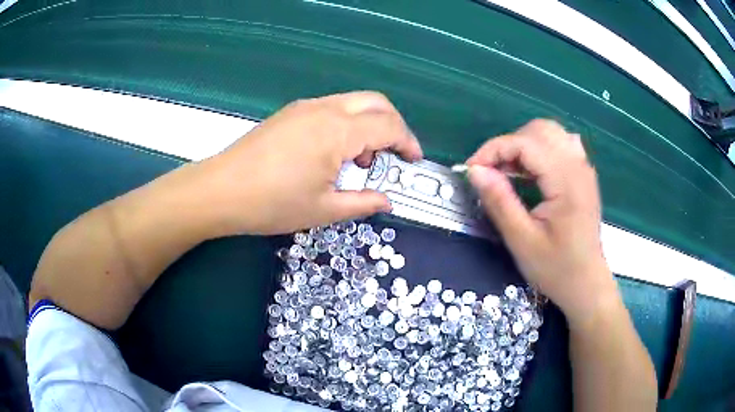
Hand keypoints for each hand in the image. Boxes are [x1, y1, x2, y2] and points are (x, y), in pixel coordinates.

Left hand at [197, 91, 422, 235]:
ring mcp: (305, 107)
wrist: (221, 190)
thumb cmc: (272, 203)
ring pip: (354, 102)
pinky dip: (348, 123)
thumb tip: (385, 201)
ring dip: (370, 123)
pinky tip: (336, 151)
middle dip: (394, 125)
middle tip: (395, 154)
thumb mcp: (323, 210)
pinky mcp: (292, 112)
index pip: (388, 126)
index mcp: (337, 131)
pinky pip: (333, 107)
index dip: (407, 142)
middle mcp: (325, 109)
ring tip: (362, 160)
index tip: (413, 160)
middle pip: (376, 101)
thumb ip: (362, 203)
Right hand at [466, 120, 616, 326]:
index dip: (493, 149)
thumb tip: (475, 170)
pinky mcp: (583, 175)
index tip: (472, 170)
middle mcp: (578, 166)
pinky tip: (532, 171)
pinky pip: (561, 144)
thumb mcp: (522, 240)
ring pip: (550, 133)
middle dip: (509, 144)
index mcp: (566, 181)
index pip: (525, 143)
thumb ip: (499, 201)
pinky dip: (540, 149)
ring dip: (524, 144)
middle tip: (492, 172)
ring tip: (509, 171)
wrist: (586, 284)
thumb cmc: (556, 268)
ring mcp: (584, 168)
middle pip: (539, 130)